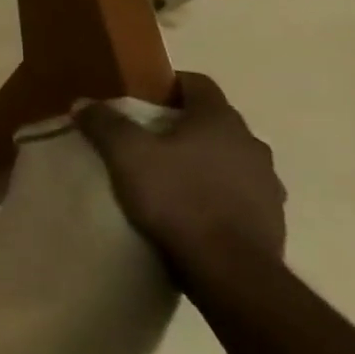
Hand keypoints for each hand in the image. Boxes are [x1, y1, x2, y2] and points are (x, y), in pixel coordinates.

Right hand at [75, 71, 286, 287]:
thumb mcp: (125, 155)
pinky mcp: (271, 218)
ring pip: (228, 158)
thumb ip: (104, 123)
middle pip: (213, 122)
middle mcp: (251, 144)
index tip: (142, 99)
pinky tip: (189, 209)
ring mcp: (267, 183)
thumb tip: (84, 103)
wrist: (229, 269)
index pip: (198, 83)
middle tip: (145, 140)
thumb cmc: (177, 198)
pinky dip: (215, 193)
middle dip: (181, 126)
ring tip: (167, 178)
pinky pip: (237, 192)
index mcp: (220, 120)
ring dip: (202, 161)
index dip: (169, 85)